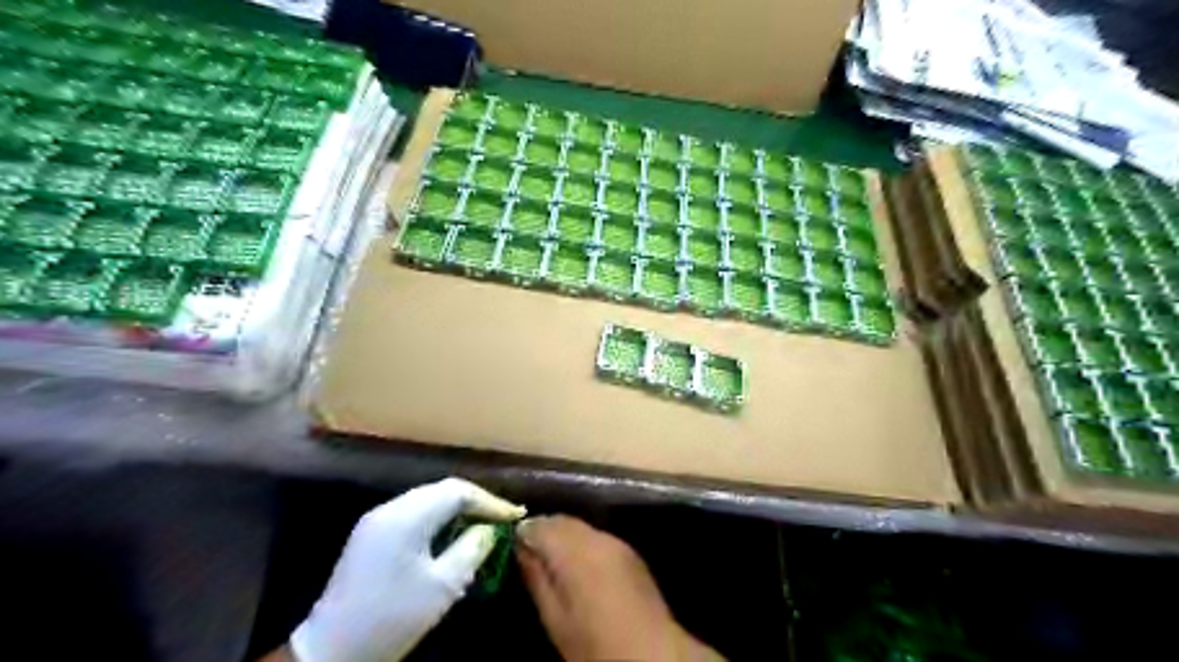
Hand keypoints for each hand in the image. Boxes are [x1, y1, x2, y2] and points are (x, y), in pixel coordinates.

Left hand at [284, 478, 525, 661]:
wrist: (330, 652)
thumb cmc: (391, 617)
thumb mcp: (442, 587)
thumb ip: (470, 549)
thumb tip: (487, 529)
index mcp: (406, 516)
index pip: (458, 491)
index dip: (490, 501)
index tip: (515, 515)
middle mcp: (389, 508)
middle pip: (441, 490)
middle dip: (475, 502)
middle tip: (501, 518)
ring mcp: (376, 521)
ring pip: (427, 501)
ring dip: (456, 510)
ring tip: (481, 526)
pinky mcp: (370, 536)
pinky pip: (413, 515)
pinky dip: (438, 520)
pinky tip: (450, 537)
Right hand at [518, 518, 722, 661]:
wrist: (653, 654)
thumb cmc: (594, 644)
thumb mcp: (555, 619)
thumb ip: (537, 577)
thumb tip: (521, 548)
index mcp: (575, 550)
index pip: (539, 525)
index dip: (522, 534)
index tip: (512, 549)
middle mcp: (596, 536)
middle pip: (561, 521)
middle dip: (543, 532)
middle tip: (528, 556)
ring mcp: (616, 541)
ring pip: (580, 527)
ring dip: (563, 537)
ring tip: (552, 564)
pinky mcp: (629, 551)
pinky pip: (596, 537)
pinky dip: (582, 545)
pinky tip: (579, 568)